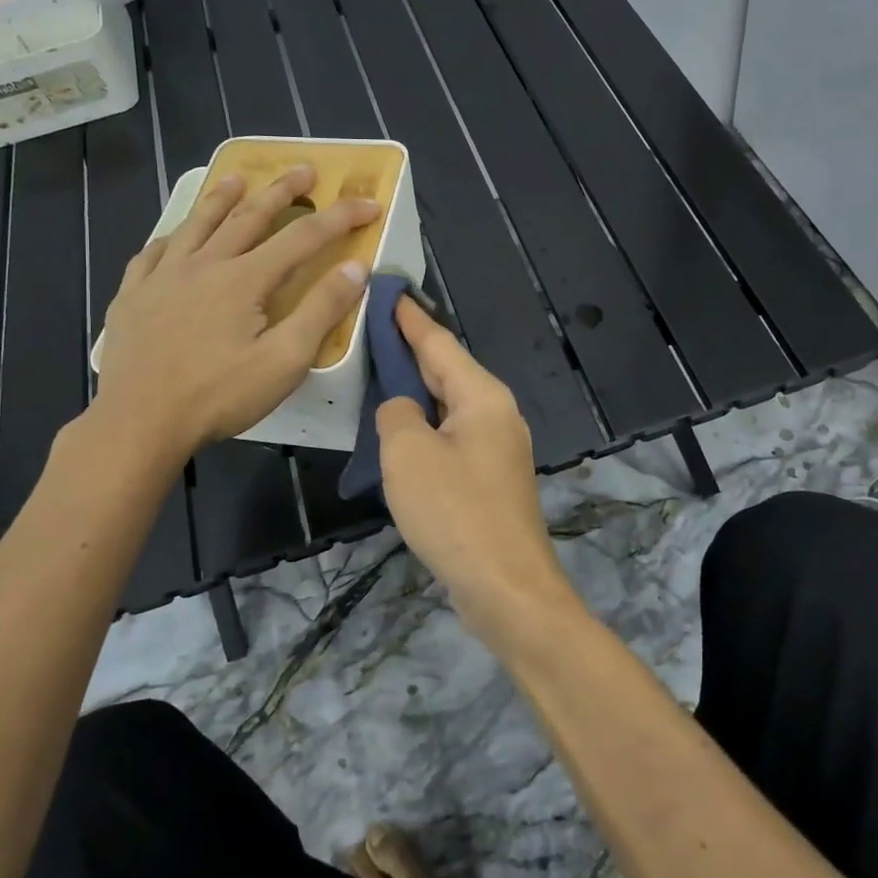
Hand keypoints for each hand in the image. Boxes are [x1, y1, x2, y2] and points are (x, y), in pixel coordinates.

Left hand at [91, 166, 378, 457]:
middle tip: (305, 170)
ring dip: (222, 198)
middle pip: (249, 216)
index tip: (369, 204)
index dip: (340, 218)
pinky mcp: (132, 296)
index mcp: (244, 279)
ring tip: (237, 177)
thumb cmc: (218, 396)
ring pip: (197, 224)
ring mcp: (162, 277)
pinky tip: (174, 237)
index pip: (303, 238)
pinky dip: (170, 237)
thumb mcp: (284, 361)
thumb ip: (321, 311)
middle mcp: (204, 265)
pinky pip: (152, 253)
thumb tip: (355, 267)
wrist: (138, 424)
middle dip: (283, 191)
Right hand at [377, 298, 580, 646]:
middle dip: (411, 351)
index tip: (388, 290)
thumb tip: (403, 407)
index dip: (409, 317)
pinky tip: (400, 431)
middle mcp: (496, 412)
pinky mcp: (491, 478)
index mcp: (482, 396)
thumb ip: (397, 413)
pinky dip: (425, 426)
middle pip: (447, 370)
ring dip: (416, 391)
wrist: (506, 587)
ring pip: (448, 405)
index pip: (438, 342)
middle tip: (371, 330)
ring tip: (378, 374)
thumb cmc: (454, 512)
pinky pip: (451, 436)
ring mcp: (497, 446)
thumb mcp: (407, 454)